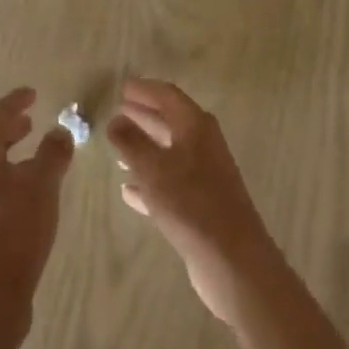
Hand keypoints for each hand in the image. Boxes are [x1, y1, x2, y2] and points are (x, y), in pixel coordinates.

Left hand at [0, 87, 74, 302]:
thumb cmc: (15, 227)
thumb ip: (52, 153)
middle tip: (31, 120)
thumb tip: (59, 131)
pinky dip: (12, 177)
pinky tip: (29, 191)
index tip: (33, 93)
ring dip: (12, 154)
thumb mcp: (42, 184)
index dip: (16, 102)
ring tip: (34, 152)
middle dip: (11, 128)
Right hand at [107, 78, 281, 326]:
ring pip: (169, 152)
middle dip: (144, 115)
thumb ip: (131, 142)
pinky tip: (129, 190)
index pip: (167, 95)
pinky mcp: (202, 205)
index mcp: (195, 126)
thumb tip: (115, 120)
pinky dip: (151, 181)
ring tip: (117, 147)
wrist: (233, 262)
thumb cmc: (191, 204)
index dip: (144, 89)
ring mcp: (205, 176)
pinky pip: (171, 182)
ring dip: (145, 147)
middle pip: (170, 121)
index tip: (121, 86)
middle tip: (117, 111)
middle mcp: (203, 145)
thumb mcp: (153, 169)